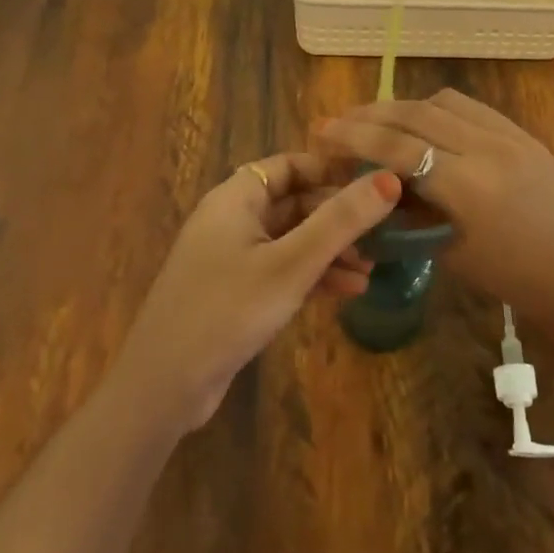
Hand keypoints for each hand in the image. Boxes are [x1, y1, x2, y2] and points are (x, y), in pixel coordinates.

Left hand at [112, 153, 400, 431]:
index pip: (290, 165)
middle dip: (338, 217)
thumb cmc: (228, 310)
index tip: (374, 182)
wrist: (163, 387)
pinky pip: (282, 270)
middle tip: (382, 232)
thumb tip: (391, 178)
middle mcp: (232, 220)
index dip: (330, 170)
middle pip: (294, 203)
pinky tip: (348, 291)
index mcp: (236, 198)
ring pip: (292, 240)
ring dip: (330, 250)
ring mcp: (231, 258)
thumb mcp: (292, 263)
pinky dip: (313, 275)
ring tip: (371, 269)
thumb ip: (341, 220)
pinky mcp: (235, 293)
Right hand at [313, 91, 553, 343]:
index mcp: (467, 186)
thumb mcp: (453, 253)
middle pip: (415, 115)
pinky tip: (424, 122)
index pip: (397, 147)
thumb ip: (412, 213)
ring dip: (404, 106)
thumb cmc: (516, 279)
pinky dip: (438, 108)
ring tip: (379, 120)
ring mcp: (509, 134)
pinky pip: (471, 107)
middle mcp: (486, 147)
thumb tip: (377, 186)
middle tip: (339, 121)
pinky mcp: (523, 132)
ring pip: (442, 102)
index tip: (323, 132)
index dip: (354, 137)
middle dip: (370, 114)